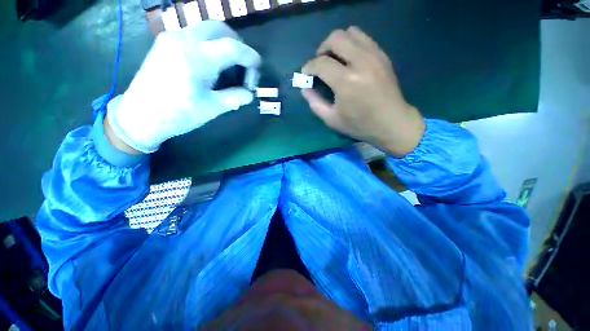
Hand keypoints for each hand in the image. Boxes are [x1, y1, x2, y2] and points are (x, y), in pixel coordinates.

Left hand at [106, 21, 260, 153]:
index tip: (258, 66)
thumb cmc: (178, 114)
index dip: (250, 57)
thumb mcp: (212, 108)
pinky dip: (208, 43)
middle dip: (237, 43)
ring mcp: (171, 38)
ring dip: (223, 41)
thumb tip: (250, 94)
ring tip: (228, 63)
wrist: (140, 115)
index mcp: (198, 58)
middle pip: (219, 28)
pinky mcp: (164, 42)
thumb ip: (235, 98)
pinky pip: (193, 34)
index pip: (233, 47)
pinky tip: (210, 61)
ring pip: (205, 28)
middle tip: (243, 63)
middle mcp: (184, 39)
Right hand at [301, 26, 424, 156]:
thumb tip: (305, 89)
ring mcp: (374, 55)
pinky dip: (351, 44)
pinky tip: (349, 60)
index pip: (321, 63)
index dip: (309, 67)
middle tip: (320, 64)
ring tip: (334, 59)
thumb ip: (315, 103)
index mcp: (346, 82)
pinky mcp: (382, 55)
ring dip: (337, 43)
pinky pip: (363, 38)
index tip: (306, 74)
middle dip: (322, 49)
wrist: (392, 122)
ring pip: (351, 32)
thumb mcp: (332, 120)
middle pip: (335, 38)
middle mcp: (361, 62)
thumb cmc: (360, 125)